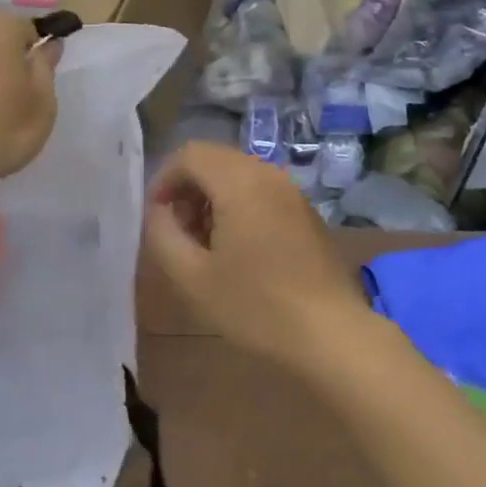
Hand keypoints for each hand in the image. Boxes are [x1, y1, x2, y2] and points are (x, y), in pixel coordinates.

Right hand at [142, 142, 374, 373]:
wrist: (329, 332)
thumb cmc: (255, 305)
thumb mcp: (192, 277)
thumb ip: (163, 235)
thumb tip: (159, 212)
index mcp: (239, 181)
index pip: (189, 154)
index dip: (163, 180)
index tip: (155, 217)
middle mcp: (268, 173)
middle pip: (215, 159)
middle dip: (187, 188)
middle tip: (177, 232)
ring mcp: (291, 190)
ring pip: (238, 174)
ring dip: (212, 197)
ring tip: (204, 243)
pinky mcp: (305, 210)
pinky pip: (261, 190)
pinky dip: (238, 204)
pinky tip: (237, 249)